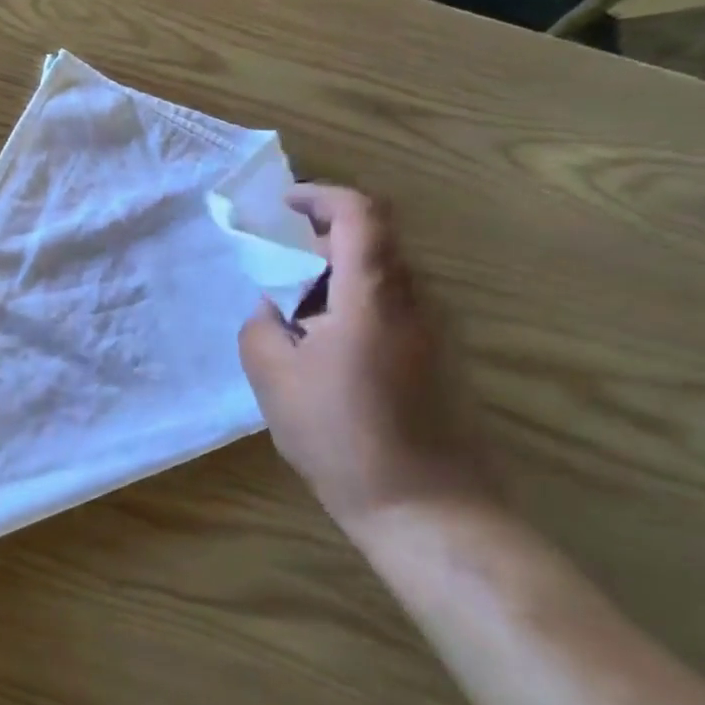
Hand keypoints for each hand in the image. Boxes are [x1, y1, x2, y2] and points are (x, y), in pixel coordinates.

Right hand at [238, 185, 491, 539]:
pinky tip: (329, 353)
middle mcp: (414, 300)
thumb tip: (273, 306)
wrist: (426, 508)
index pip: (360, 213)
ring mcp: (436, 329)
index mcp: (372, 296)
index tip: (283, 206)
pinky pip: (394, 308)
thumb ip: (261, 326)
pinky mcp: (443, 357)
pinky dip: (356, 307)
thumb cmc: (340, 437)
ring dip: (337, 278)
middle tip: (278, 272)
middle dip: (321, 241)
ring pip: (383, 275)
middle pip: (373, 240)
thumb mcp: (273, 379)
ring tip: (297, 320)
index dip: (321, 196)